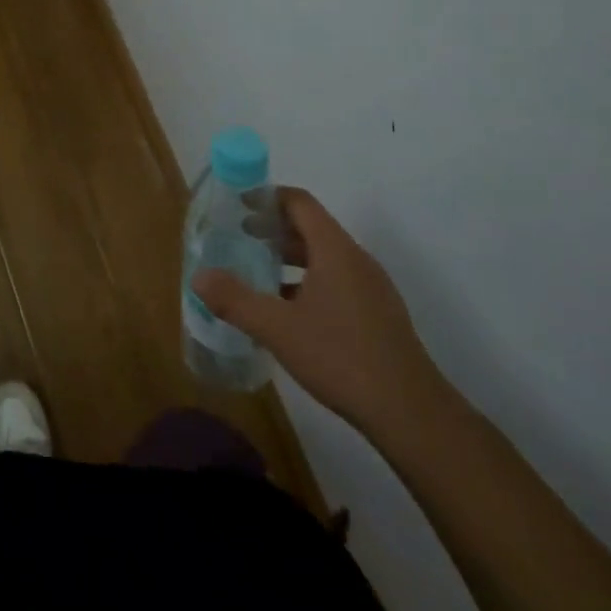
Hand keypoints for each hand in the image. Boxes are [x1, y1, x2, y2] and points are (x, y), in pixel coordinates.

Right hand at [193, 187, 445, 439]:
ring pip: (324, 257)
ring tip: (256, 272)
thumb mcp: (277, 328)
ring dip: (289, 257)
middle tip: (237, 238)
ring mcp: (371, 288)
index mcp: (335, 250)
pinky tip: (287, 311)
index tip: (236, 203)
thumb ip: (235, 300)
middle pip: (311, 227)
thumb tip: (198, 278)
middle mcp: (356, 260)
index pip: (300, 202)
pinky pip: (336, 281)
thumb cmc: (341, 357)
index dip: (267, 197)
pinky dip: (307, 281)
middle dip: (273, 228)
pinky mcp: (377, 314)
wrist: (411, 414)